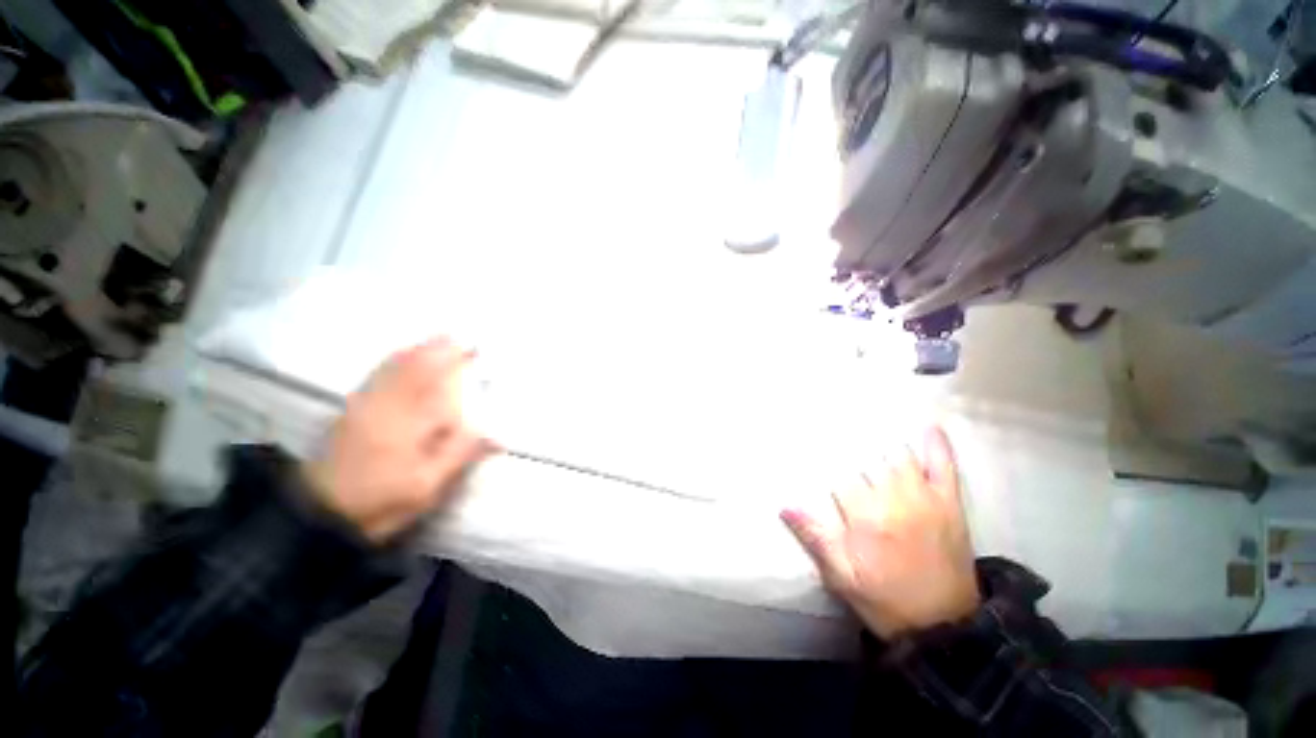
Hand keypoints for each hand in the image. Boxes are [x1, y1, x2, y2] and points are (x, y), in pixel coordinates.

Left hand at [304, 338, 498, 541]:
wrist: (320, 513)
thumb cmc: (381, 500)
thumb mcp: (427, 485)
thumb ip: (460, 455)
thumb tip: (497, 435)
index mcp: (408, 421)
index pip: (438, 382)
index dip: (456, 363)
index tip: (475, 349)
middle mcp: (386, 403)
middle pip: (414, 366)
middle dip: (439, 349)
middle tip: (462, 338)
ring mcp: (365, 403)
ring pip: (394, 366)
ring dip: (418, 350)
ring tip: (441, 338)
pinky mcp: (352, 409)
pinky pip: (376, 374)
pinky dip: (394, 360)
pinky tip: (404, 355)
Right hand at [782, 427, 979, 638]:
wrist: (945, 627)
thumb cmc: (884, 599)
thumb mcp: (841, 576)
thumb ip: (814, 537)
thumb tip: (784, 505)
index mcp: (866, 518)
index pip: (840, 476)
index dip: (825, 461)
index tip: (810, 443)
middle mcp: (895, 500)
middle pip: (867, 460)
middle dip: (849, 447)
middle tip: (834, 426)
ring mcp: (926, 499)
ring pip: (899, 456)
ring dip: (881, 443)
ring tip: (868, 424)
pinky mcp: (950, 504)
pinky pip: (945, 467)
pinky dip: (937, 446)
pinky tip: (929, 425)